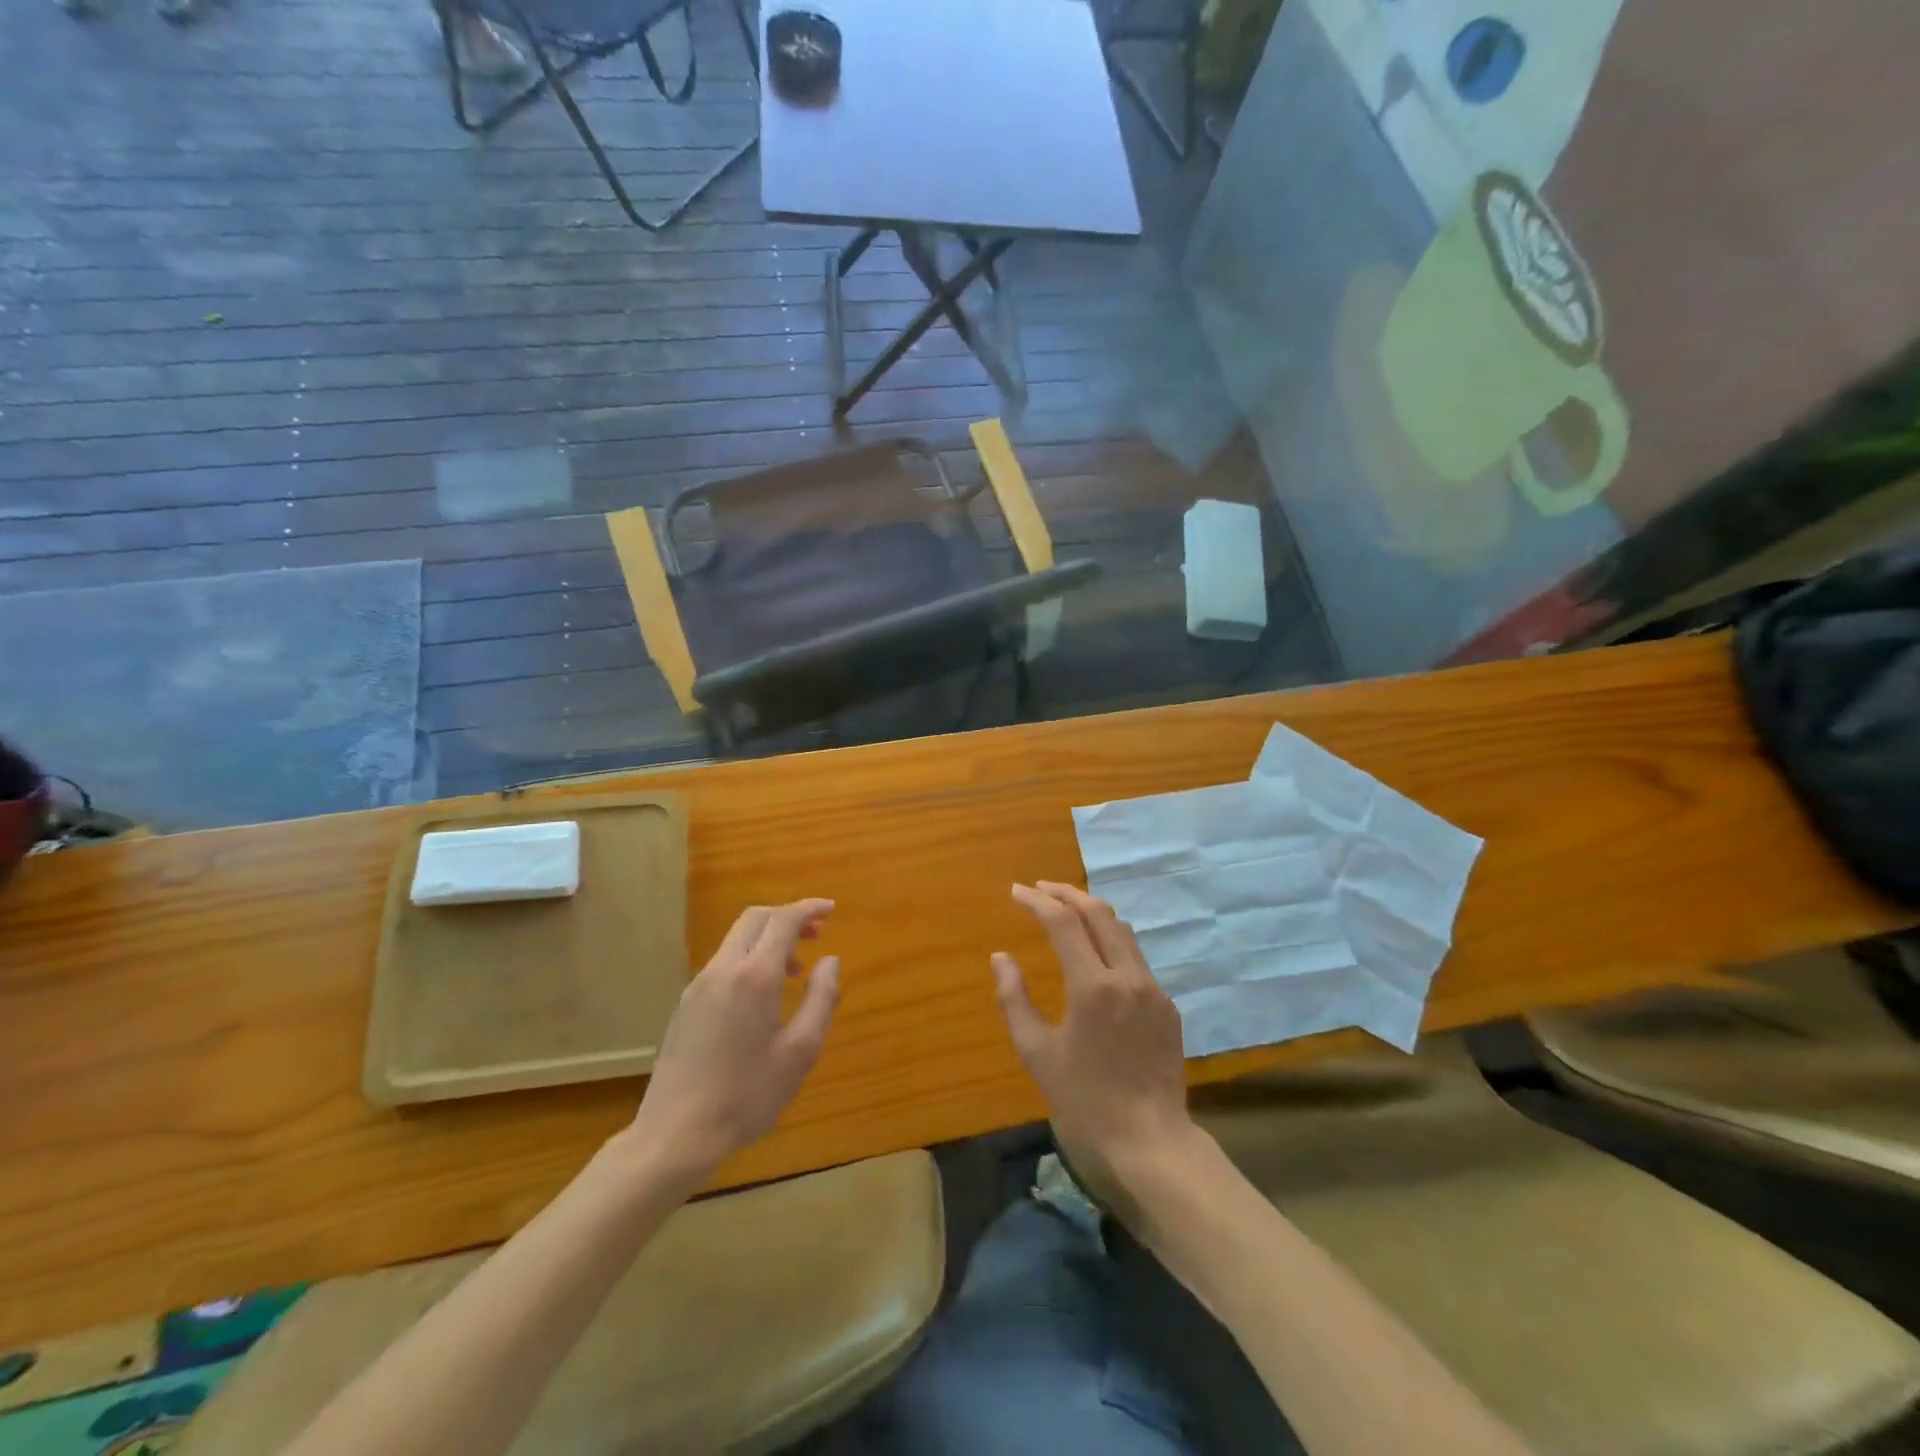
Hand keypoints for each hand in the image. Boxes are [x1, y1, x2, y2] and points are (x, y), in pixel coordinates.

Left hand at [624, 899, 839, 1181]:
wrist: (675, 1134)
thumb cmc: (746, 1095)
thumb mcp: (800, 1051)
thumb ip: (821, 999)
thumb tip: (830, 961)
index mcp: (754, 976)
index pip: (783, 920)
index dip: (809, 908)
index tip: (831, 910)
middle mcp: (723, 969)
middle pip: (755, 918)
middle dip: (787, 917)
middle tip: (816, 935)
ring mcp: (699, 985)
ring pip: (737, 939)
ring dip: (768, 939)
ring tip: (794, 972)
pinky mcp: (686, 1004)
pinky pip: (724, 962)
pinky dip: (750, 958)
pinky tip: (762, 996)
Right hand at [992, 882, 1199, 1206]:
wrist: (1150, 1143)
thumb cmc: (1084, 1101)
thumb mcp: (1036, 1052)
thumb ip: (1014, 999)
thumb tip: (1000, 957)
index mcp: (1092, 986)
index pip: (1063, 922)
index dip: (1036, 901)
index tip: (1015, 891)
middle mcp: (1128, 976)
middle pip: (1098, 912)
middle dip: (1066, 893)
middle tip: (1040, 889)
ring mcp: (1153, 989)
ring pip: (1122, 930)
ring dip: (1091, 912)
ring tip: (1065, 911)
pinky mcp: (1167, 1005)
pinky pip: (1136, 958)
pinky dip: (1111, 941)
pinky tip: (1095, 955)